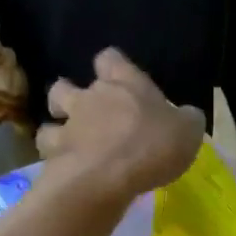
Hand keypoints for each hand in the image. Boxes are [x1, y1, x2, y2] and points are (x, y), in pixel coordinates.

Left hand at [39, 50, 204, 207]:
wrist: (107, 178)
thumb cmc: (152, 147)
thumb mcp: (188, 131)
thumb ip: (186, 120)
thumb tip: (186, 116)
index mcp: (125, 83)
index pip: (111, 58)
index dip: (113, 67)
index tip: (120, 81)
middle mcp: (91, 97)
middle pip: (66, 84)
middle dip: (71, 96)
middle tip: (86, 115)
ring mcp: (69, 125)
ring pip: (50, 117)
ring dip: (55, 126)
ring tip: (68, 143)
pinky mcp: (54, 155)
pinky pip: (47, 152)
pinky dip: (54, 159)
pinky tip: (65, 170)